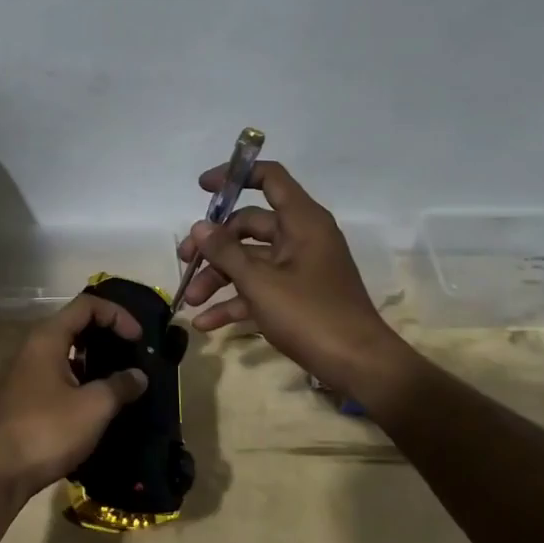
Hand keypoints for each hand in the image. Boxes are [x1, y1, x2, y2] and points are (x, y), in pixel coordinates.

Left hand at [0, 294, 149, 495]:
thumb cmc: (48, 430)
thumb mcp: (93, 407)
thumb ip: (120, 386)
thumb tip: (139, 376)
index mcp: (48, 337)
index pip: (87, 305)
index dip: (117, 315)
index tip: (139, 339)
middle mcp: (34, 347)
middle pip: (75, 324)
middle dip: (107, 333)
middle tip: (133, 352)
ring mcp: (26, 372)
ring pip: (66, 351)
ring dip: (95, 358)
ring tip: (121, 377)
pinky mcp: (25, 396)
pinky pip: (59, 373)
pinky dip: (81, 377)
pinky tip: (98, 400)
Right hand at [176, 160, 400, 389]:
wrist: (359, 366)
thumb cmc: (311, 315)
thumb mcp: (260, 283)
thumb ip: (226, 252)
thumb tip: (199, 227)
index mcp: (302, 222)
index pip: (270, 178)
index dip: (235, 176)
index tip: (202, 188)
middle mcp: (301, 238)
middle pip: (248, 225)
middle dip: (213, 244)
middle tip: (184, 261)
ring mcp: (299, 268)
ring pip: (249, 261)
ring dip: (218, 278)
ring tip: (189, 301)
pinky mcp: (297, 296)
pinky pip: (259, 289)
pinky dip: (234, 302)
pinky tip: (205, 323)